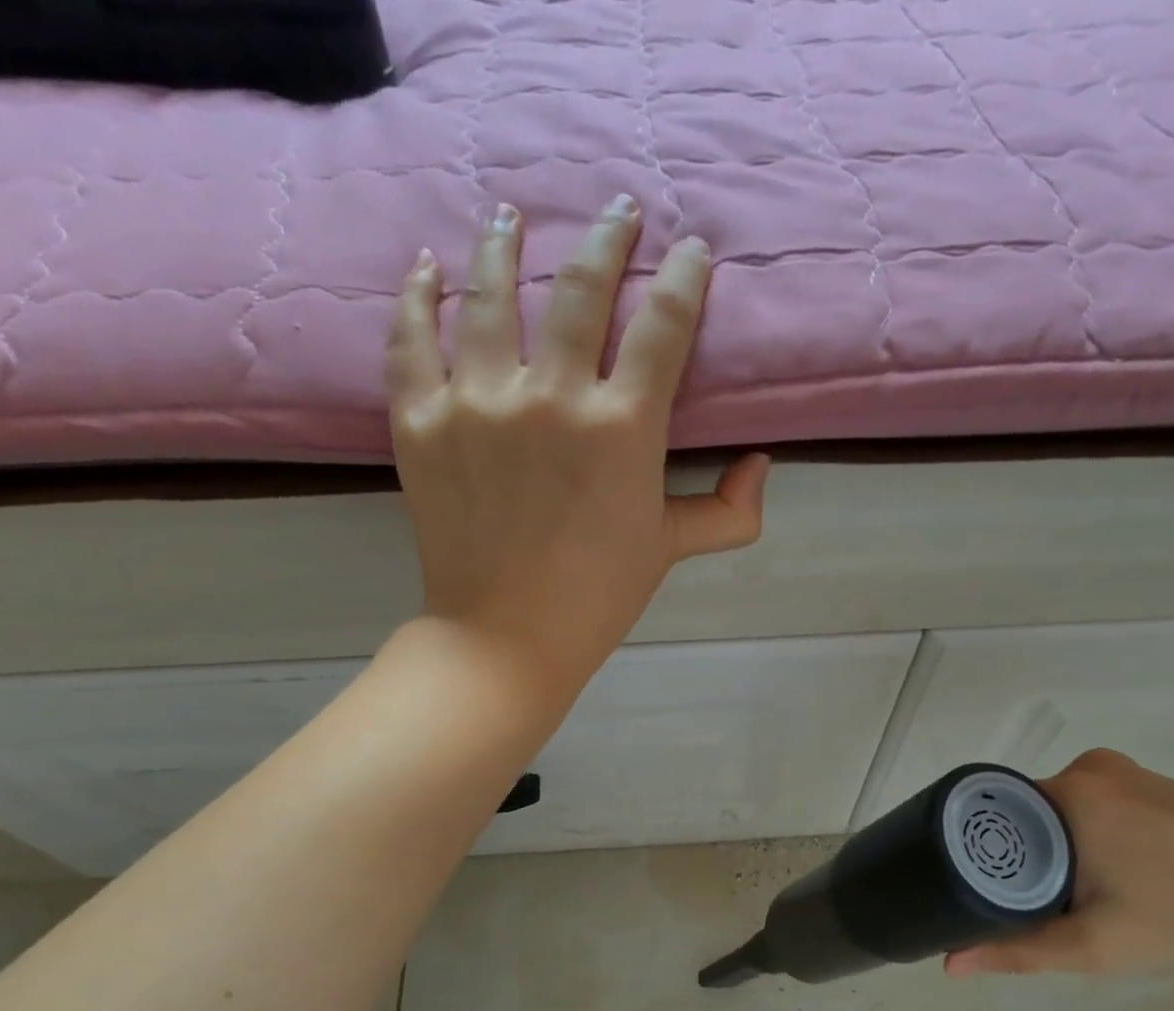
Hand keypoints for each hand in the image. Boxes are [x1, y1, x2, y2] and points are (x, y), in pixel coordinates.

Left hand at [386, 196, 769, 703]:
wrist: (506, 637)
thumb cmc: (599, 596)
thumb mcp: (671, 550)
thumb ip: (728, 511)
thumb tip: (761, 465)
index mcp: (622, 428)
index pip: (664, 325)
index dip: (684, 278)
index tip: (691, 251)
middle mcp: (551, 397)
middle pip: (582, 289)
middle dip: (608, 238)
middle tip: (617, 210)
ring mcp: (477, 403)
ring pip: (491, 294)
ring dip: (506, 244)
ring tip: (512, 216)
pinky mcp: (419, 420)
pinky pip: (412, 336)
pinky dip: (419, 295)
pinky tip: (429, 267)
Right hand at [946, 750, 1173, 977]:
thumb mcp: (1094, 945)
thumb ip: (1017, 951)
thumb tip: (949, 964)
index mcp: (1068, 792)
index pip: (994, 814)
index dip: (983, 855)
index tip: (980, 892)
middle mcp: (1089, 768)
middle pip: (1027, 814)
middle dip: (1023, 858)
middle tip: (1030, 908)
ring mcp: (1126, 772)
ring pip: (1061, 813)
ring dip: (1058, 849)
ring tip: (1069, 899)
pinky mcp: (1153, 783)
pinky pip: (1094, 807)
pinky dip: (1088, 838)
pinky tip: (1113, 878)